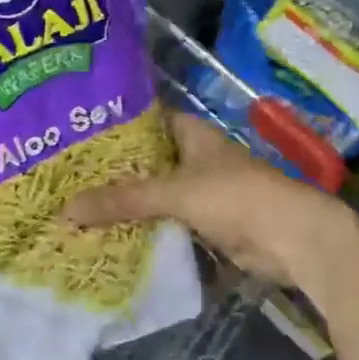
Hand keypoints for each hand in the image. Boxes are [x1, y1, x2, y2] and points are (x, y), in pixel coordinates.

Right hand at [64, 110, 347, 290]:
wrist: (292, 239)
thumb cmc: (235, 197)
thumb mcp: (174, 193)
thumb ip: (123, 200)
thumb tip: (66, 210)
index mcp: (191, 134)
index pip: (144, 120)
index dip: (113, 125)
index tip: (75, 135)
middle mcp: (194, 157)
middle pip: (146, 160)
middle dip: (113, 170)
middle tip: (67, 177)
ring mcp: (201, 191)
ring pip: (154, 193)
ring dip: (126, 203)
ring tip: (78, 207)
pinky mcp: (206, 223)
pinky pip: (166, 221)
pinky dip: (144, 228)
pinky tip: (110, 235)